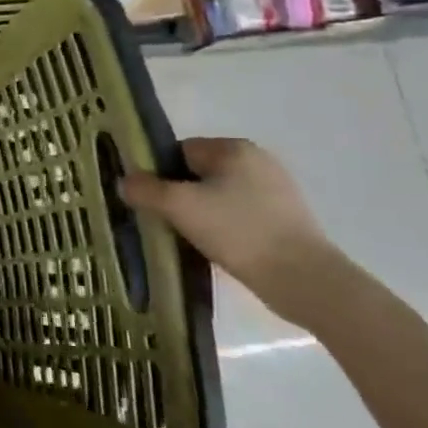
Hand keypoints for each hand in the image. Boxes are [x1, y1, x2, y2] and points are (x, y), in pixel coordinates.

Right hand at [119, 138, 341, 317]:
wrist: (302, 279)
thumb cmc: (236, 231)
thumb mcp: (178, 206)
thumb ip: (144, 189)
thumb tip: (125, 181)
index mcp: (234, 148)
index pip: (179, 151)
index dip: (159, 174)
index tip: (150, 201)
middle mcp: (257, 161)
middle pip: (197, 173)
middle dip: (178, 195)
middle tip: (165, 221)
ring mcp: (276, 190)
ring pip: (217, 196)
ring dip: (199, 213)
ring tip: (187, 238)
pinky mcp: (285, 218)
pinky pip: (237, 214)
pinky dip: (222, 227)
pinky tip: (215, 247)